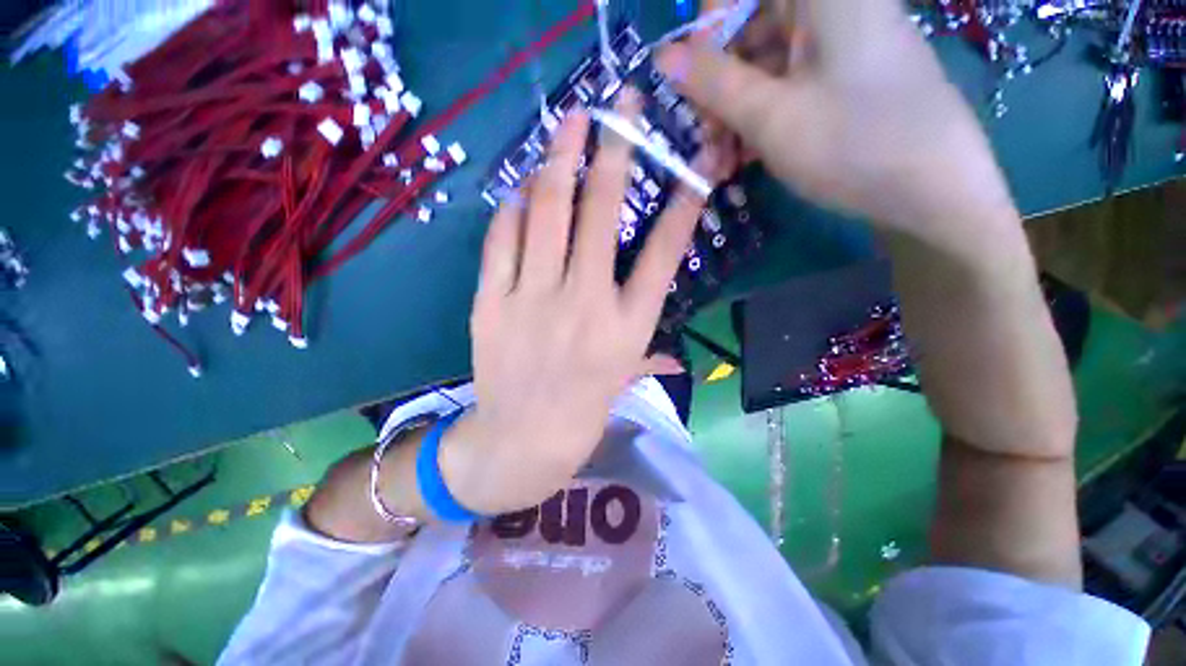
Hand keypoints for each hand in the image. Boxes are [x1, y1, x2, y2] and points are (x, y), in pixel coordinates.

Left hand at [440, 91, 703, 514]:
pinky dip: (512, 208)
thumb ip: (649, 353)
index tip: (691, 165)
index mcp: (627, 328)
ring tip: (568, 124)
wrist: (520, 442)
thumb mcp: (623, 380)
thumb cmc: (580, 412)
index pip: (664, 254)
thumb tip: (675, 353)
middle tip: (619, 107)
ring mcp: (534, 300)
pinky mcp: (491, 303)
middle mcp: (586, 305)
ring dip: (559, 159)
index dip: (681, 204)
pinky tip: (521, 190)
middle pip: (601, 213)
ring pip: (547, 212)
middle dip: (614, 152)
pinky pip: (503, 239)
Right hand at [659, 0, 1017, 240]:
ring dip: (735, 109)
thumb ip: (712, 83)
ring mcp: (841, 40)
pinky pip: (788, 81)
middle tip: (706, 136)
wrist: (934, 191)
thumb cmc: (852, 145)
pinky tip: (746, 154)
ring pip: (765, 60)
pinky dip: (761, 114)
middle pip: (752, 24)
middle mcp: (834, 6)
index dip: (708, 27)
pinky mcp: (845, 72)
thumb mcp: (770, 117)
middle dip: (719, 83)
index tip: (692, 82)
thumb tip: (663, 56)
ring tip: (722, 158)